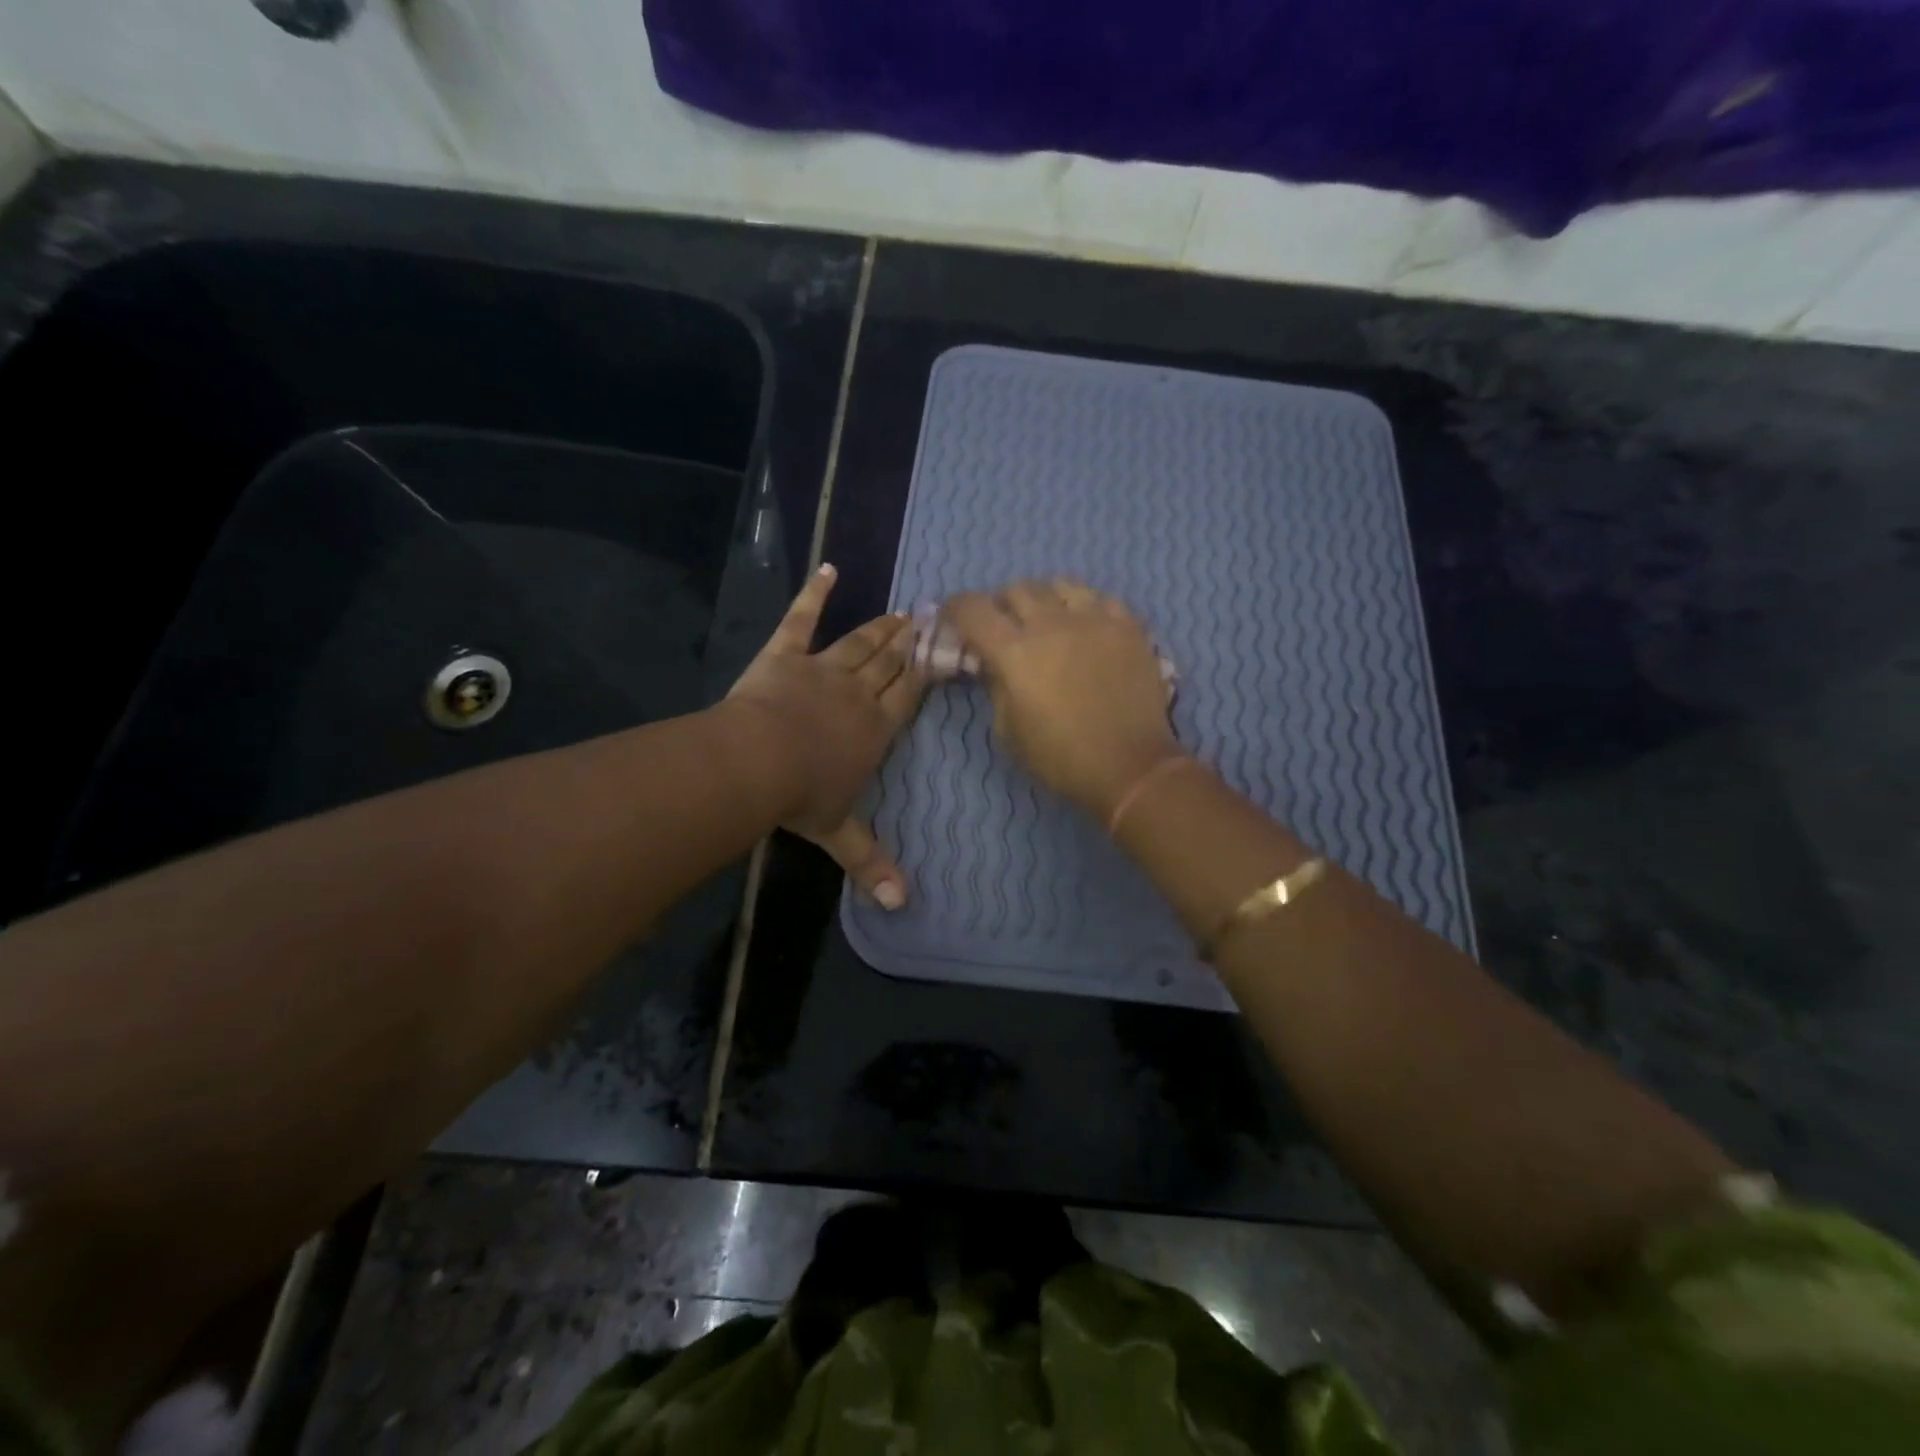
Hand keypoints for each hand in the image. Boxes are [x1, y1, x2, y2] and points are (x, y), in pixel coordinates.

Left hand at [727, 565, 926, 906]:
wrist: (756, 762)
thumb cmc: (802, 796)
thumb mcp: (840, 834)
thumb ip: (872, 865)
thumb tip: (902, 907)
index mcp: (876, 728)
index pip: (911, 694)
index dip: (929, 670)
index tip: (946, 649)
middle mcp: (858, 693)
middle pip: (892, 663)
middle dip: (912, 642)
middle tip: (930, 618)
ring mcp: (823, 668)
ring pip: (860, 642)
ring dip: (881, 626)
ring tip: (902, 609)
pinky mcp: (785, 655)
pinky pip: (801, 620)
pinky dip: (813, 594)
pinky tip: (827, 569)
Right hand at [945, 580, 1183, 819]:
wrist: (1130, 767)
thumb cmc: (1060, 758)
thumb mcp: (1008, 731)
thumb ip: (996, 687)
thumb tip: (994, 664)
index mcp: (1014, 652)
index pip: (973, 609)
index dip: (957, 608)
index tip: (955, 618)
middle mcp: (1050, 624)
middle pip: (1016, 589)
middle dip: (1003, 604)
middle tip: (1006, 625)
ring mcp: (1093, 619)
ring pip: (1060, 585)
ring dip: (1045, 599)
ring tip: (1049, 620)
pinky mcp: (1128, 626)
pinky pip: (1100, 599)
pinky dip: (1086, 608)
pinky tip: (1088, 628)